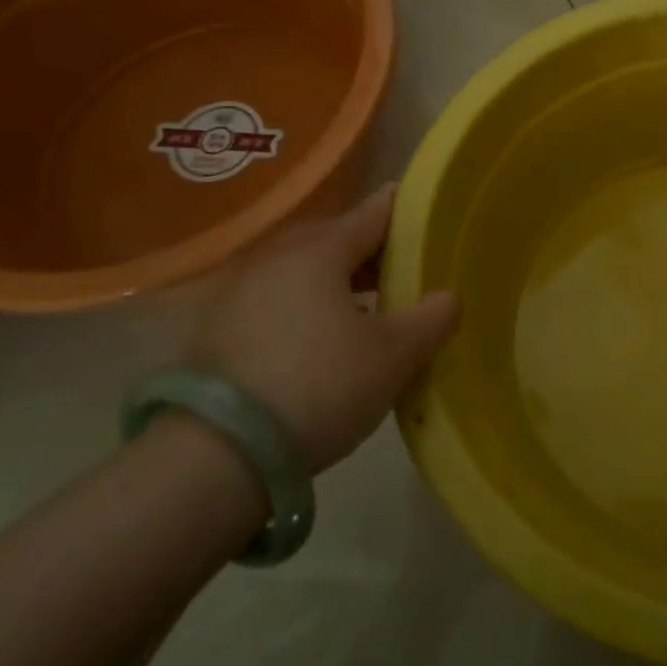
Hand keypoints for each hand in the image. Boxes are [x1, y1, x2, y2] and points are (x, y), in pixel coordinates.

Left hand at [194, 184, 459, 473]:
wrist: (218, 455)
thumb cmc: (320, 385)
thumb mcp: (394, 354)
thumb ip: (431, 318)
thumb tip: (448, 297)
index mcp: (319, 251)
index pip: (373, 212)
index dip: (406, 210)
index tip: (430, 213)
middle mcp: (276, 259)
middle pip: (336, 239)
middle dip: (374, 250)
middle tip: (408, 267)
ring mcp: (240, 293)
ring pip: (305, 272)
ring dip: (341, 282)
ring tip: (373, 306)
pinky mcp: (219, 331)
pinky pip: (280, 301)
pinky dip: (309, 307)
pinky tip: (326, 339)